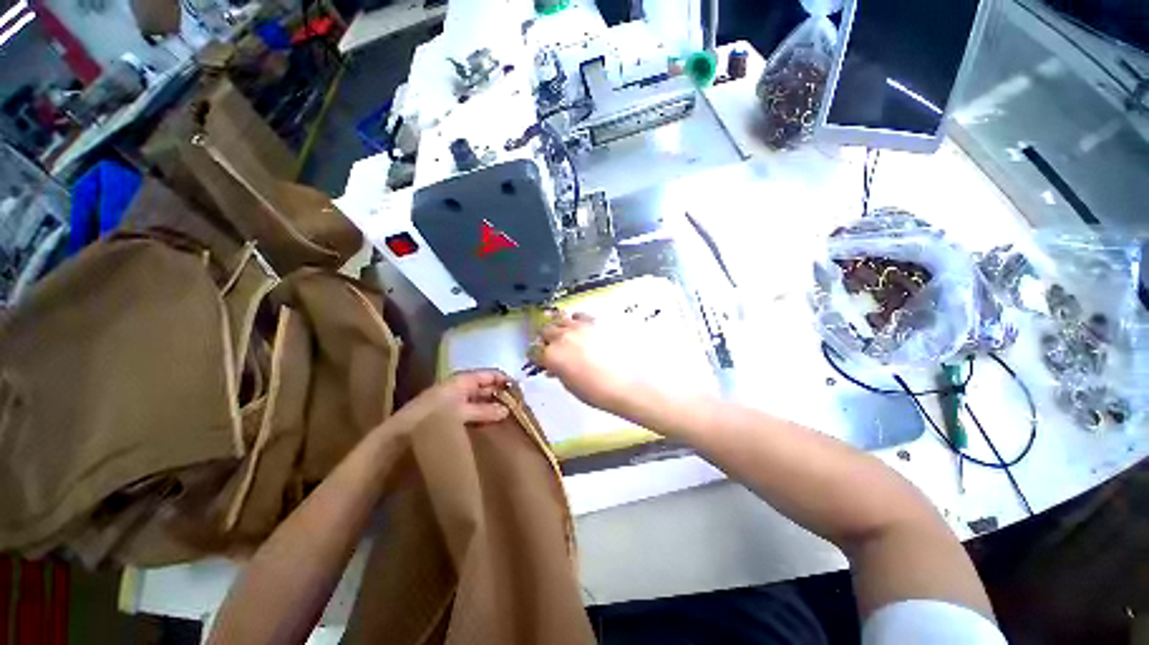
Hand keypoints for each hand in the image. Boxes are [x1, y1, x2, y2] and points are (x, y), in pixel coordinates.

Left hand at [392, 370, 511, 431]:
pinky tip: (489, 423)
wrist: (400, 436)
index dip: (504, 380)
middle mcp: (459, 387)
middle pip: (485, 386)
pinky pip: (471, 410)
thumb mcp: (462, 412)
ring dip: (491, 405)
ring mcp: (453, 400)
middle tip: (517, 405)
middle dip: (500, 393)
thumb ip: (485, 411)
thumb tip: (506, 410)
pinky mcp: (448, 413)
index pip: (489, 374)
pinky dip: (481, 414)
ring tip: (507, 415)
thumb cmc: (433, 417)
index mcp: (462, 380)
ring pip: (479, 399)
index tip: (520, 391)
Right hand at [533, 312, 637, 412]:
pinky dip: (576, 320)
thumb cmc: (595, 391)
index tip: (540, 360)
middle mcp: (562, 337)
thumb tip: (553, 367)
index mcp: (551, 355)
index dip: (536, 356)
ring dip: (559, 327)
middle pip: (545, 331)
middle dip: (546, 339)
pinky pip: (580, 315)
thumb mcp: (569, 385)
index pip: (534, 351)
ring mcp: (579, 326)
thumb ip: (557, 371)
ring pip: (560, 319)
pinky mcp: (595, 321)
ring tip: (565, 335)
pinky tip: (581, 328)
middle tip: (552, 347)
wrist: (625, 384)